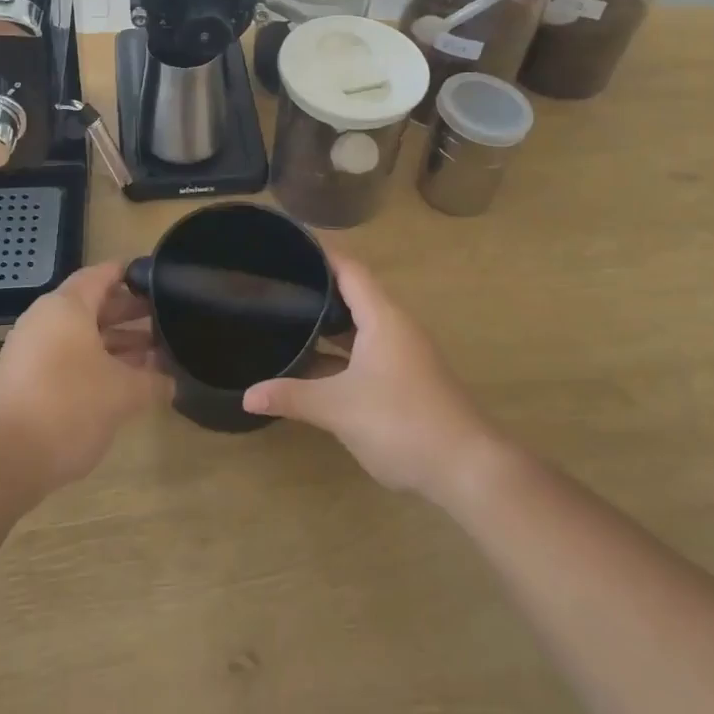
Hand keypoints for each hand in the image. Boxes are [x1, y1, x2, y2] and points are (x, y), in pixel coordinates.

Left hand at [0, 262, 171, 491]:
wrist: (4, 458)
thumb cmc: (70, 405)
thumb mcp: (123, 392)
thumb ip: (152, 381)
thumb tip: (170, 381)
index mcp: (67, 306)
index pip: (103, 275)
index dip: (132, 276)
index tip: (160, 280)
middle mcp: (45, 320)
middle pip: (92, 306)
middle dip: (129, 314)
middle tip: (165, 321)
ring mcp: (30, 351)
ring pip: (80, 336)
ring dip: (115, 344)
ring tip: (152, 357)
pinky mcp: (24, 381)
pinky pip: (66, 359)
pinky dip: (94, 364)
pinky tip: (121, 385)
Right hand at [242, 257, 496, 500]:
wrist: (466, 468)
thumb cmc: (401, 421)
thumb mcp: (338, 408)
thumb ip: (292, 396)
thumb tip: (247, 395)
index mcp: (382, 317)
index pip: (349, 269)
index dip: (320, 254)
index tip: (287, 245)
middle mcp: (394, 327)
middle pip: (353, 294)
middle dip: (316, 289)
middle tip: (275, 284)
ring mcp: (402, 354)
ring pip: (359, 327)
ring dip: (327, 324)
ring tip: (286, 317)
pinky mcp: (404, 380)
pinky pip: (365, 352)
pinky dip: (339, 352)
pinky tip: (312, 364)